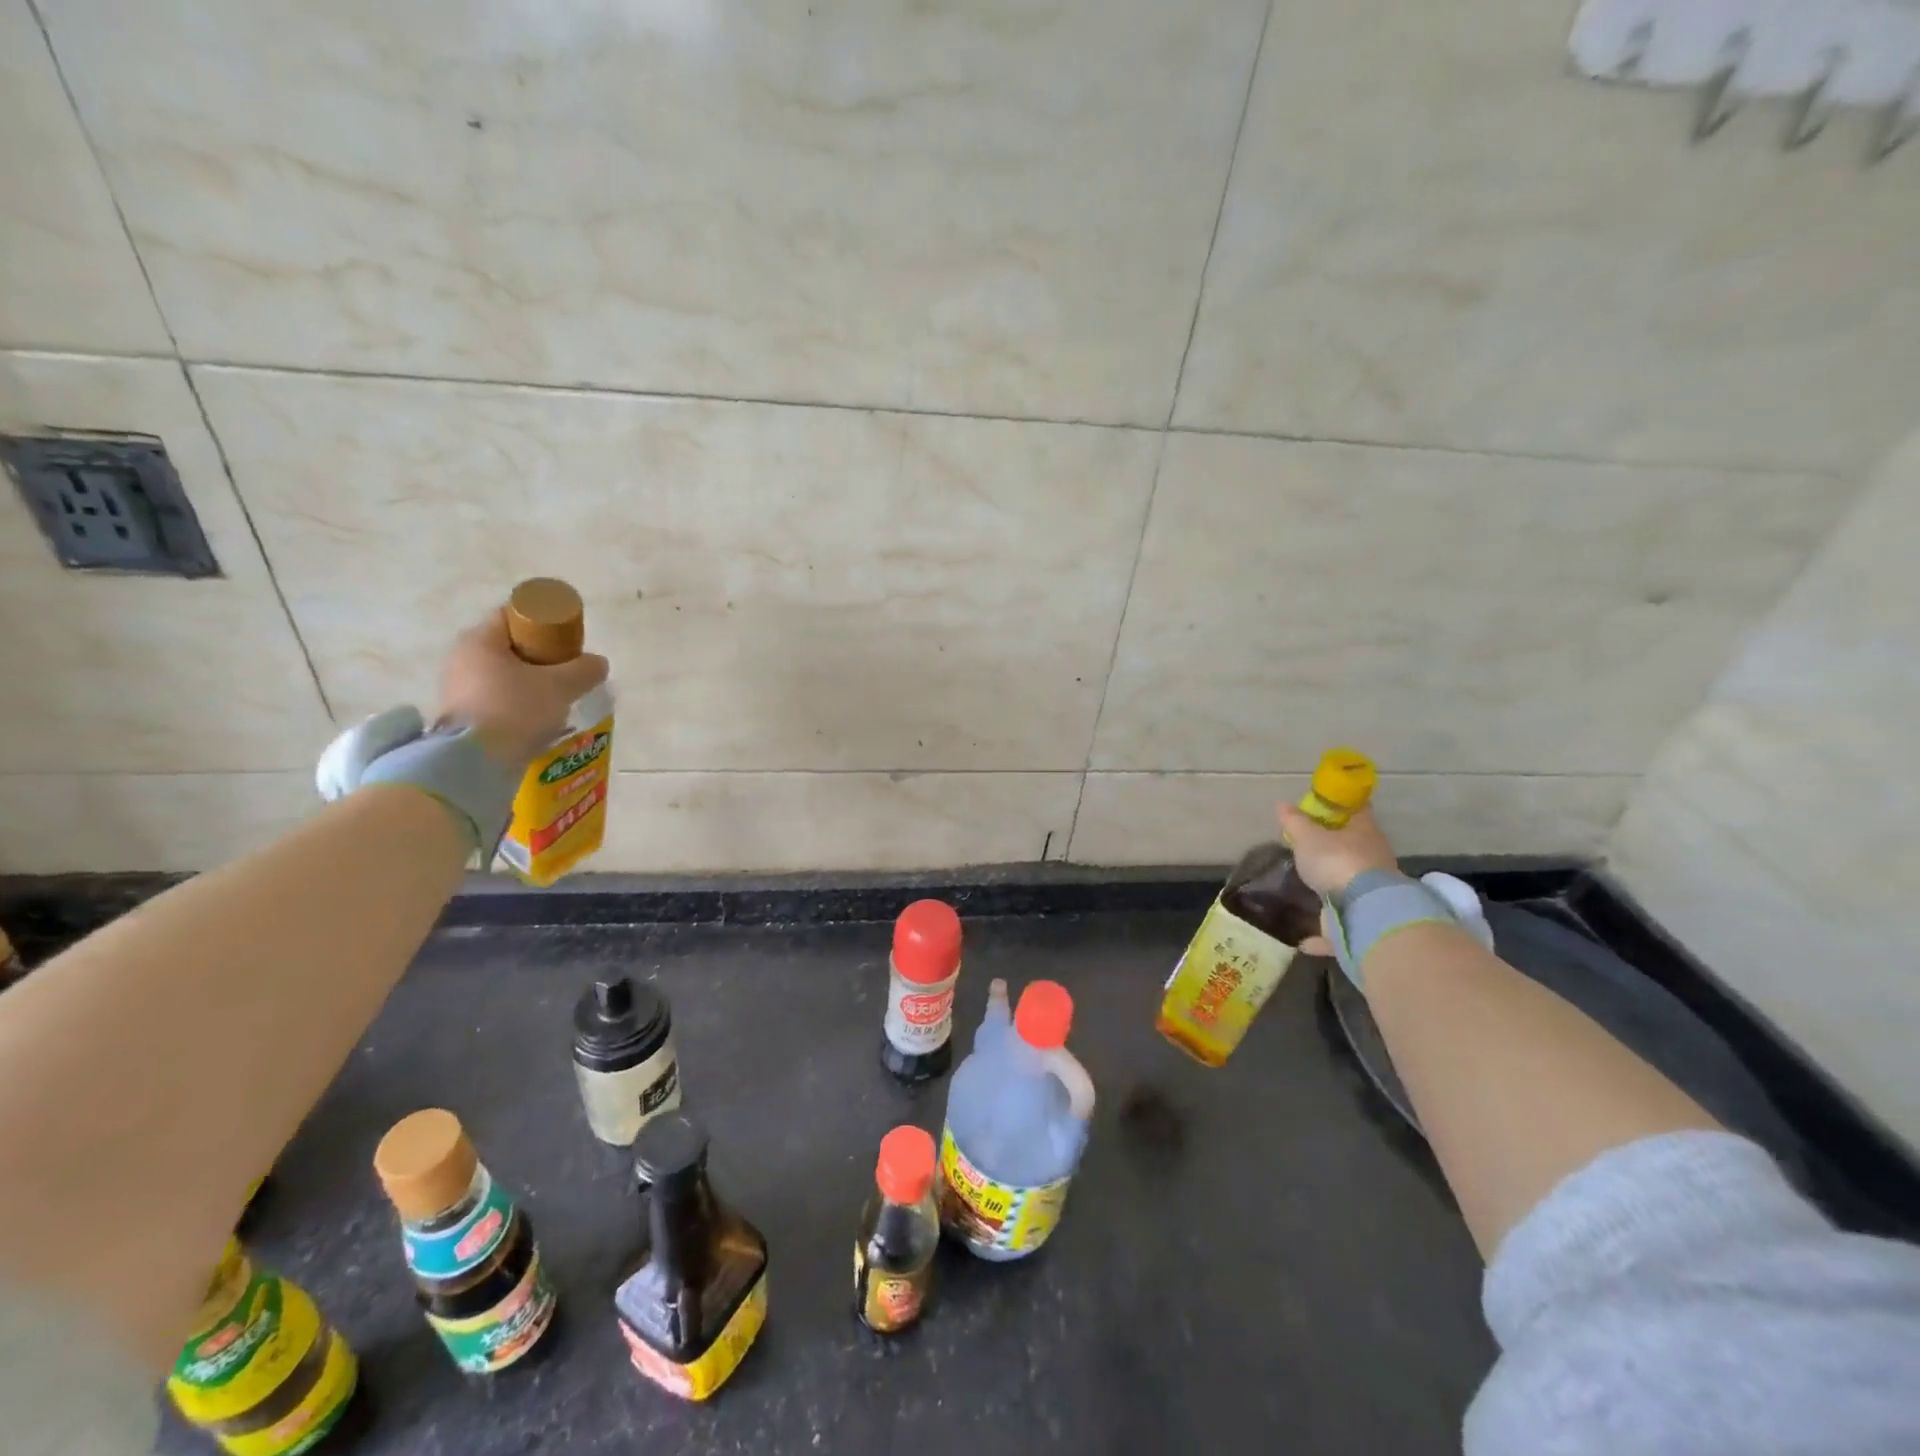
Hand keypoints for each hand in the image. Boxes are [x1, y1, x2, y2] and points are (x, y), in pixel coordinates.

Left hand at [436, 613, 609, 767]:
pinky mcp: (459, 716)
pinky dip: (517, 704)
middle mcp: (462, 658)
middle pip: (509, 646)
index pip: (514, 614)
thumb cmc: (516, 710)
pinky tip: (538, 719)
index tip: (568, 640)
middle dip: (541, 657)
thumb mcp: (561, 686)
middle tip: (568, 671)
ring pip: (503, 675)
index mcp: (480, 640)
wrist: (475, 763)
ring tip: (558, 699)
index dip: (545, 621)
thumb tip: (598, 663)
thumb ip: (584, 670)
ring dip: (530, 683)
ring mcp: (456, 688)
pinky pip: (495, 700)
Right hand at [1275, 803, 1398, 897]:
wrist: (1365, 905)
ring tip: (1320, 861)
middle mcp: (1376, 843)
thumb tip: (1282, 804)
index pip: (1356, 806)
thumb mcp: (1307, 838)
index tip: (1324, 805)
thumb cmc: (1336, 860)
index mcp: (1364, 824)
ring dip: (1342, 856)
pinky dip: (1345, 876)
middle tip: (1316, 834)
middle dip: (1339, 832)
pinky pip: (1358, 877)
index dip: (1340, 803)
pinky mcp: (1377, 892)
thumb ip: (1295, 821)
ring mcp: (1381, 869)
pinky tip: (1331, 881)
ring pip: (1359, 855)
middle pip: (1357, 832)